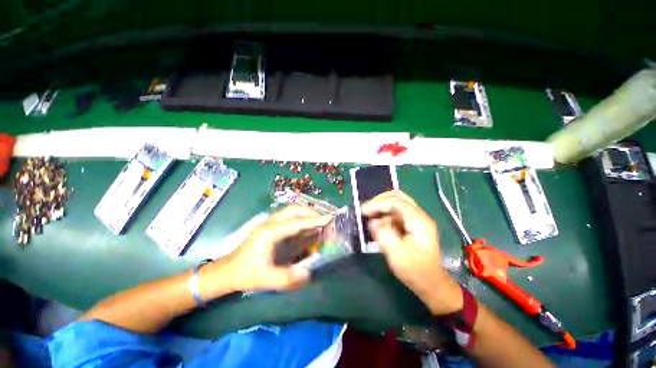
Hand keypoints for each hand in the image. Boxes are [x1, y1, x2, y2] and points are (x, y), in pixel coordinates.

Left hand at [203, 205, 331, 294]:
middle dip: (311, 212)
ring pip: (291, 211)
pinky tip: (307, 228)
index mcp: (270, 232)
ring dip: (306, 214)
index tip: (328, 218)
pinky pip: (289, 218)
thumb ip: (287, 278)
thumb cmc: (245, 274)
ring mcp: (270, 223)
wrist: (227, 271)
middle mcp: (270, 223)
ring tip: (319, 222)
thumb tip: (309, 273)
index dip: (314, 220)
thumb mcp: (266, 279)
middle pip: (294, 209)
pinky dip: (300, 220)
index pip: (296, 222)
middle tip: (324, 220)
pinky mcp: (271, 227)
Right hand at [362, 191, 462, 314]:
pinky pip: (395, 212)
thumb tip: (372, 221)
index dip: (377, 204)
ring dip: (380, 206)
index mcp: (419, 221)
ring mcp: (415, 219)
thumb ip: (383, 234)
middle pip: (397, 196)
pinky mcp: (411, 225)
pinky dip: (383, 214)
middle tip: (365, 210)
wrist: (431, 284)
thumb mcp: (396, 254)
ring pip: (395, 203)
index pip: (395, 201)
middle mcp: (419, 216)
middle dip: (379, 201)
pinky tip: (376, 222)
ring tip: (368, 215)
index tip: (363, 212)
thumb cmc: (415, 271)